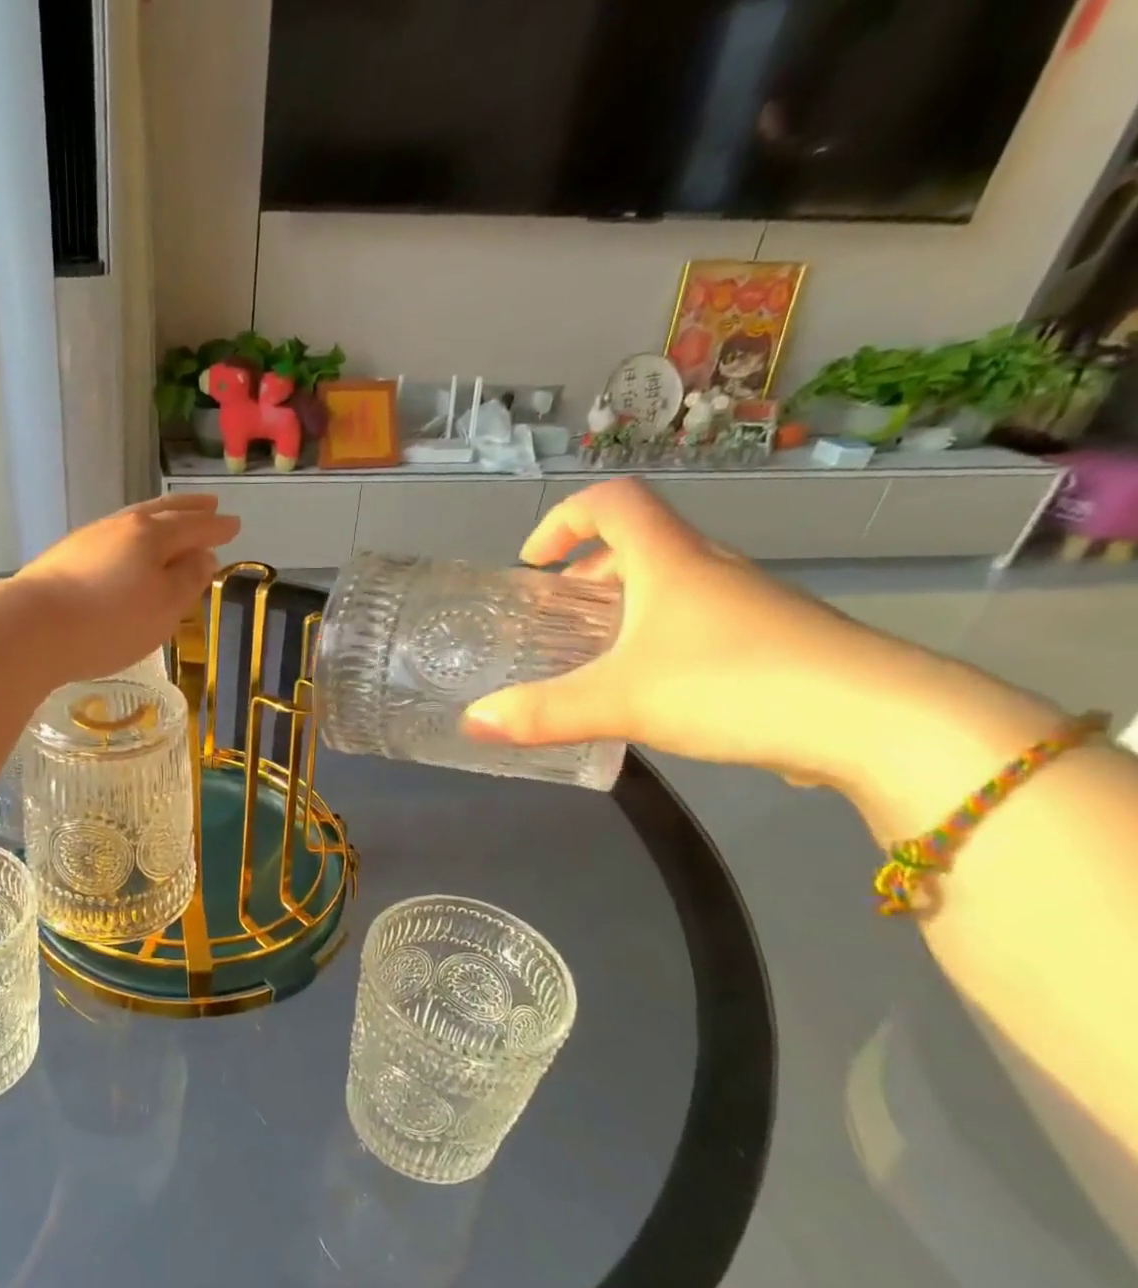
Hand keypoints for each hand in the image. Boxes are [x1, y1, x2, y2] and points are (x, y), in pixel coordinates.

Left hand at [12, 495, 239, 682]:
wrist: (32, 627)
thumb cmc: (111, 621)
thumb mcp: (164, 607)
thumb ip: (188, 579)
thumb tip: (203, 556)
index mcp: (151, 535)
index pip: (193, 526)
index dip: (216, 528)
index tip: (234, 524)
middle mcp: (120, 527)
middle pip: (160, 513)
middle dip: (188, 510)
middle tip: (208, 504)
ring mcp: (87, 539)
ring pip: (131, 521)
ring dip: (157, 519)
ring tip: (169, 521)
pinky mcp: (63, 558)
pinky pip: (110, 538)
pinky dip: (130, 538)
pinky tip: (125, 550)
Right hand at [461, 478, 1057, 800]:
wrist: (879, 721)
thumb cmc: (733, 684)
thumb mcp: (620, 701)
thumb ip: (541, 712)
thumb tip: (472, 722)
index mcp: (670, 560)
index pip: (612, 501)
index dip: (563, 520)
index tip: (532, 561)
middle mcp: (710, 569)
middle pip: (639, 544)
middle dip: (586, 573)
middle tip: (554, 615)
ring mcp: (747, 604)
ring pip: (671, 585)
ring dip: (623, 607)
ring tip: (593, 655)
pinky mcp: (772, 643)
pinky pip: (698, 622)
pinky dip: (658, 638)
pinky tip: (651, 690)